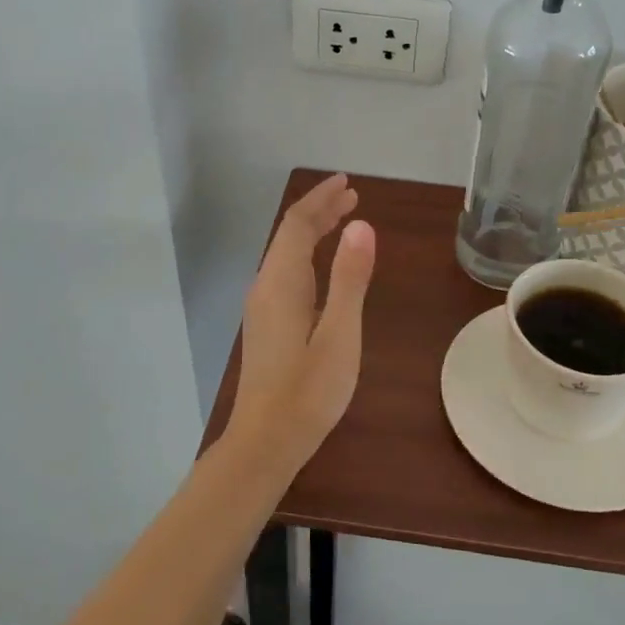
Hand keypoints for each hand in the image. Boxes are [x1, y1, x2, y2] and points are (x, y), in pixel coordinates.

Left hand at [228, 173, 377, 468]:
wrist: (266, 441)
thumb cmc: (308, 391)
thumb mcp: (339, 334)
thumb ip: (349, 279)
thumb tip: (361, 225)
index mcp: (281, 283)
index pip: (298, 224)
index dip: (321, 199)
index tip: (347, 183)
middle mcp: (266, 287)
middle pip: (289, 235)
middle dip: (319, 211)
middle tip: (351, 196)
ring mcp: (263, 307)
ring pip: (287, 255)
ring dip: (313, 232)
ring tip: (343, 220)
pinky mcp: (267, 325)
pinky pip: (287, 273)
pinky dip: (308, 255)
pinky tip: (324, 268)